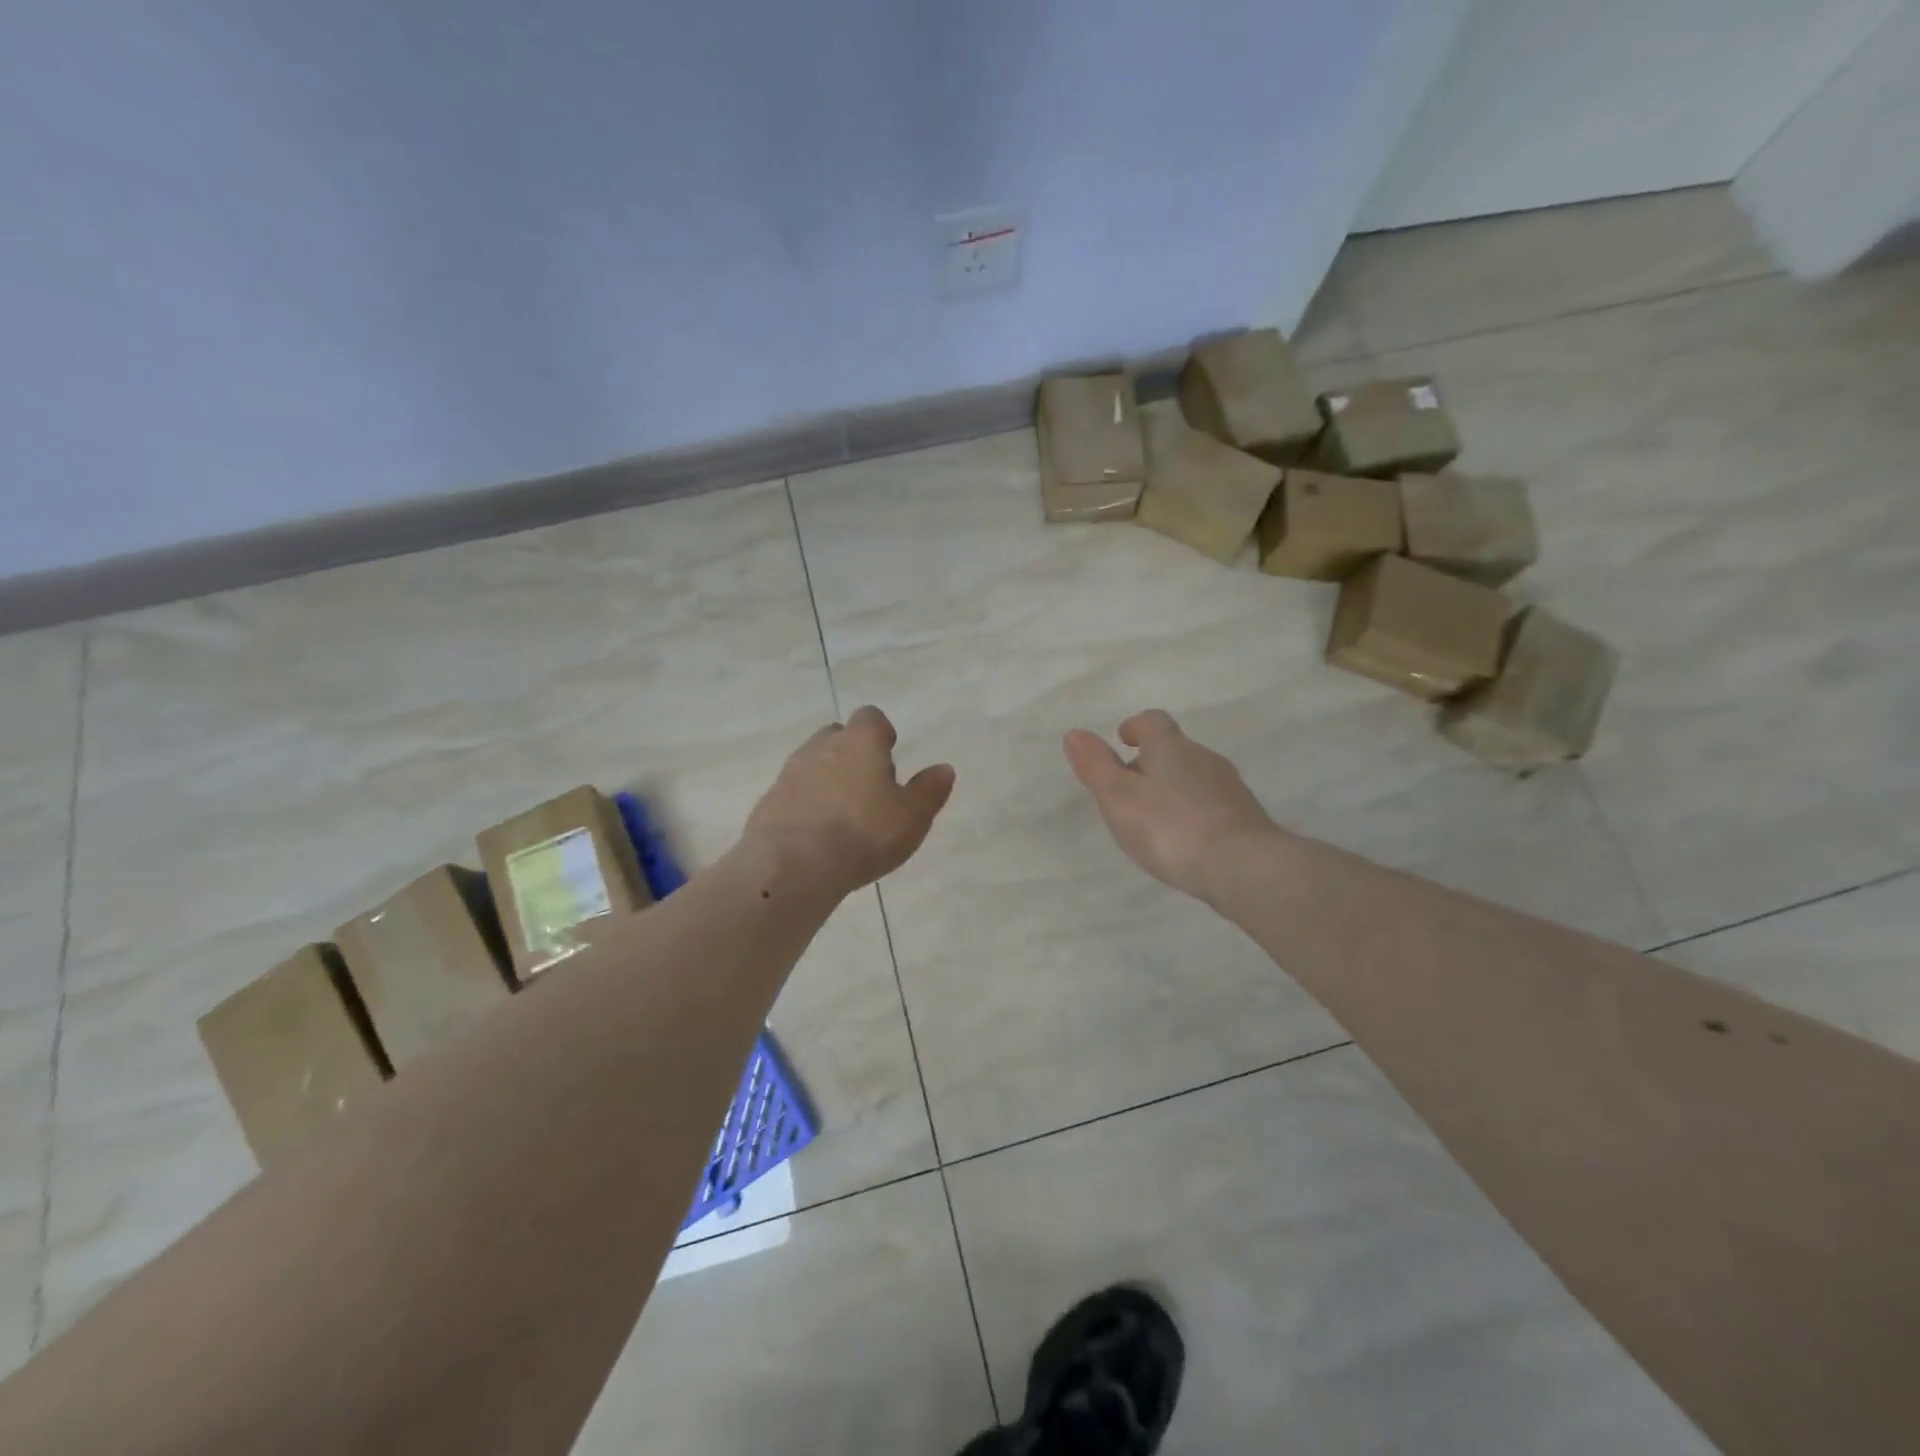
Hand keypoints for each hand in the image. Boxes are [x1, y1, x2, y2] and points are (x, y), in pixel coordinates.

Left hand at [745, 706, 955, 894]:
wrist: (792, 865)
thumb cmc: (864, 834)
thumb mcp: (912, 817)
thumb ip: (929, 790)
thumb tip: (944, 768)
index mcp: (860, 742)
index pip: (871, 717)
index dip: (882, 733)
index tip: (889, 756)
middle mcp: (821, 747)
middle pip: (838, 736)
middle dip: (852, 753)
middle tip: (868, 787)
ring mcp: (790, 772)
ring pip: (812, 763)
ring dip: (827, 779)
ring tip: (843, 814)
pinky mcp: (768, 801)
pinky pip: (792, 792)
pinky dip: (805, 803)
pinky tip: (816, 834)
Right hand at [1063, 710, 1277, 903]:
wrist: (1243, 867)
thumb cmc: (1170, 828)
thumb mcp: (1119, 798)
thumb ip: (1096, 766)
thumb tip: (1074, 733)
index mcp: (1171, 747)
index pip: (1153, 721)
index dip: (1136, 727)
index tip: (1123, 739)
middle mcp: (1204, 757)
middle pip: (1174, 750)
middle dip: (1150, 763)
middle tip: (1128, 789)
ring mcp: (1229, 787)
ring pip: (1193, 777)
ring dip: (1172, 789)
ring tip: (1153, 819)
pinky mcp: (1246, 817)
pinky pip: (1210, 804)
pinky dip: (1193, 812)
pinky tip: (1184, 840)